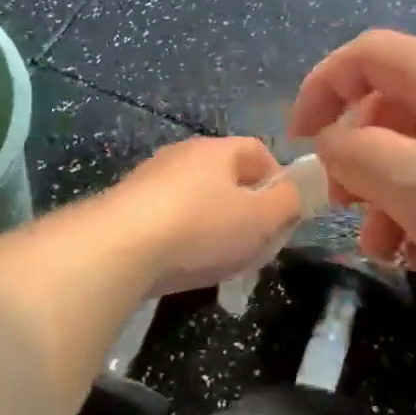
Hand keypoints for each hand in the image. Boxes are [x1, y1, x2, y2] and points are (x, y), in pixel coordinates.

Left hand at [103, 137, 304, 297]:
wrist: (120, 246)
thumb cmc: (202, 226)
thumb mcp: (260, 218)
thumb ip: (287, 203)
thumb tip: (296, 192)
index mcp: (218, 149)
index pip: (258, 152)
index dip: (279, 180)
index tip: (284, 215)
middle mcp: (183, 155)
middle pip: (226, 177)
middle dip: (246, 209)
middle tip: (255, 243)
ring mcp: (150, 179)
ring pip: (196, 200)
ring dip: (214, 226)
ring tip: (220, 261)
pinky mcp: (127, 207)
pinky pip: (168, 219)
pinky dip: (183, 239)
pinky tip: (184, 265)